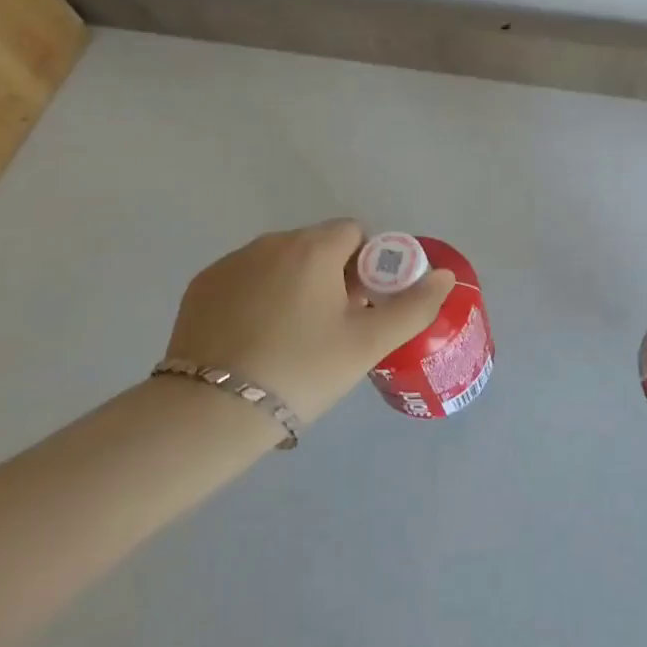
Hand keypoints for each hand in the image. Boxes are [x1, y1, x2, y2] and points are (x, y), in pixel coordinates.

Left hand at [164, 220, 454, 422]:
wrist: (210, 412)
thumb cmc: (301, 370)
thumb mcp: (367, 344)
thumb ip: (414, 306)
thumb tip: (445, 275)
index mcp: (314, 247)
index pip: (355, 233)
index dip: (368, 265)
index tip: (362, 306)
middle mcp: (272, 242)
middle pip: (318, 246)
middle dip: (332, 276)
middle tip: (333, 328)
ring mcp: (232, 262)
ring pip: (280, 262)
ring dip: (295, 284)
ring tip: (292, 338)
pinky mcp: (202, 286)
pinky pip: (246, 278)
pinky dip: (258, 297)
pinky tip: (255, 339)